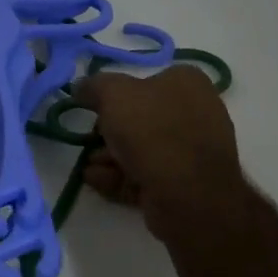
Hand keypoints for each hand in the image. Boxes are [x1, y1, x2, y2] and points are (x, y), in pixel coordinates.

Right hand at [72, 67, 242, 231]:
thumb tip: (81, 87)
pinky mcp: (186, 184)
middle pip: (140, 117)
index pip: (145, 80)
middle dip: (108, 132)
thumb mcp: (113, 94)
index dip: (115, 94)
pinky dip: (120, 176)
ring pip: (142, 149)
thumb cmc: (152, 131)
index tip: (94, 108)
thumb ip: (93, 86)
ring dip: (109, 156)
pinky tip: (96, 180)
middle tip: (89, 140)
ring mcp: (193, 151)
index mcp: (187, 83)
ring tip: (87, 166)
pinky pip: (147, 174)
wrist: (188, 196)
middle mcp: (196, 112)